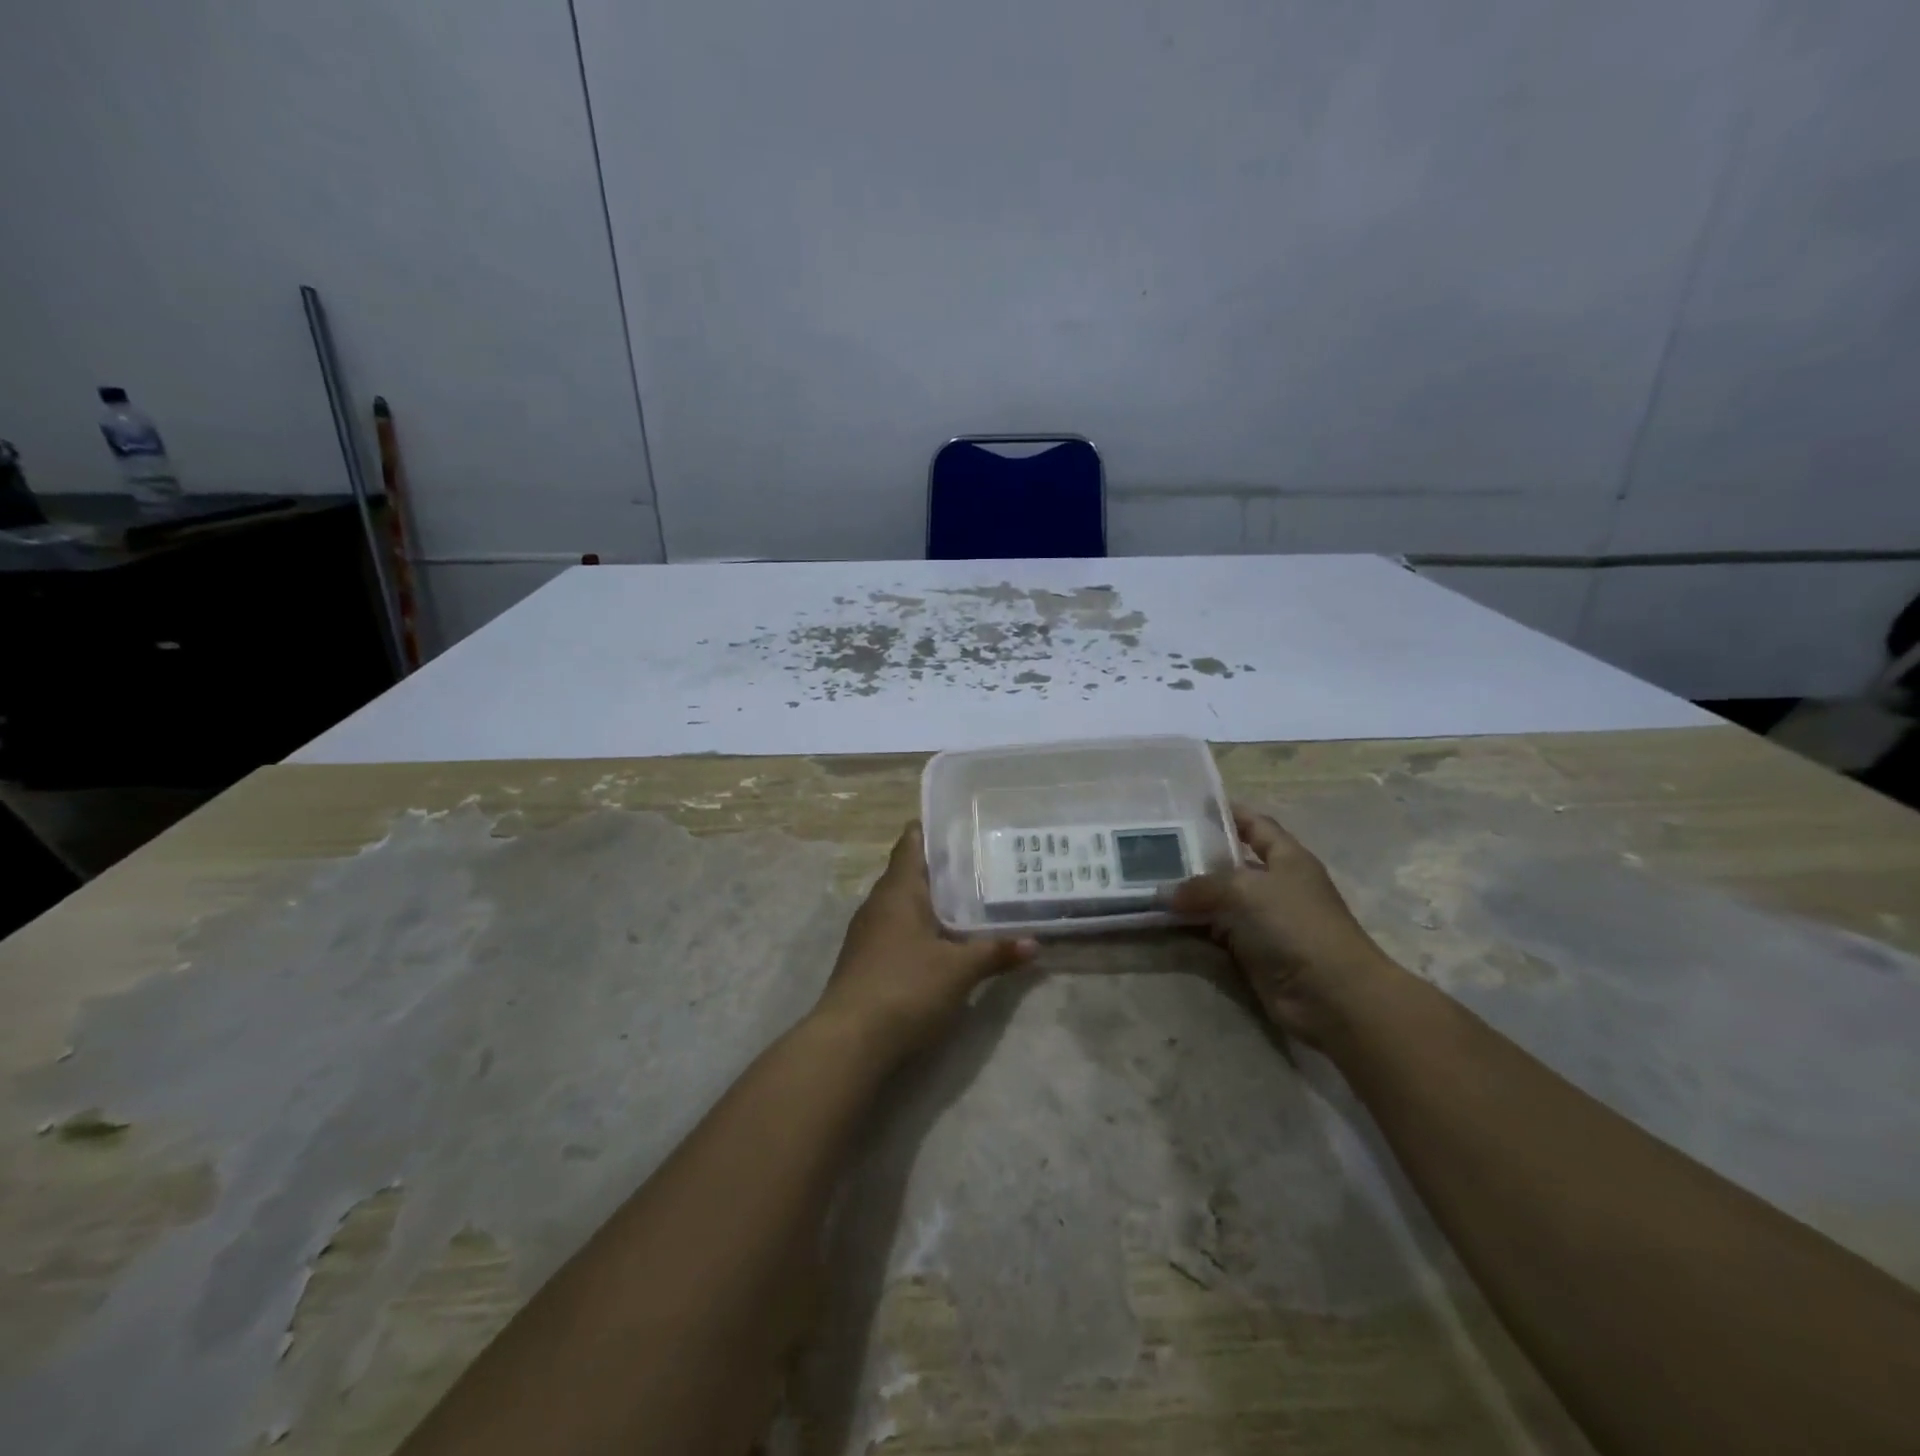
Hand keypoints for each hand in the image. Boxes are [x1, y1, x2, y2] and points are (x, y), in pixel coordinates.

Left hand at [812, 822, 1036, 1064]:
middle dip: (942, 869)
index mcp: (897, 890)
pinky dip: (921, 928)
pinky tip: (945, 941)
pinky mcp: (866, 961)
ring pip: (903, 904)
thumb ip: (995, 953)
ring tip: (971, 900)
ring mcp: (868, 933)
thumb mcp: (959, 970)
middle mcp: (878, 903)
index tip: (963, 824)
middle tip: (983, 863)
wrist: (849, 1042)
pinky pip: (897, 930)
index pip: (911, 842)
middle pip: (909, 872)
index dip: (933, 829)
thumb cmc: (905, 988)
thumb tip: (1034, 943)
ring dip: (932, 901)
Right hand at [1164, 804, 1398, 1045]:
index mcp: (1287, 858)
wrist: (1331, 995)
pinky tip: (1164, 920)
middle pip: (1232, 863)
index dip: (1228, 814)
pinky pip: (1216, 932)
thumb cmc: (1296, 925)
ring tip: (1149, 882)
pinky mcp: (1253, 953)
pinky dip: (1193, 927)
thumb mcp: (1246, 890)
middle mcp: (1276, 885)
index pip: (1256, 825)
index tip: (1190, 807)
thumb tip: (1164, 893)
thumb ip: (1203, 886)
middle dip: (1197, 856)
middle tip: (1155, 848)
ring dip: (1190, 895)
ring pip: (1220, 900)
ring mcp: (1265, 921)